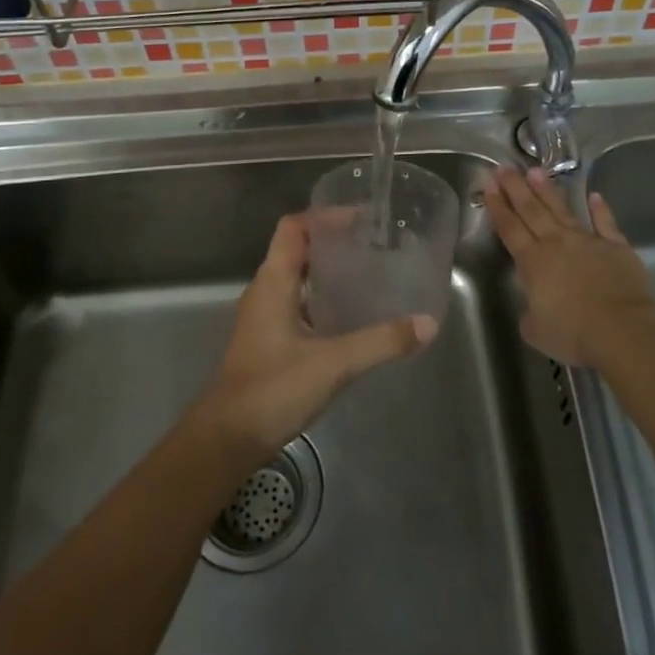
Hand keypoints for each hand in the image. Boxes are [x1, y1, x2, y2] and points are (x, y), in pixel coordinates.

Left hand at [190, 214, 437, 465]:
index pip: (294, 227)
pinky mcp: (269, 340)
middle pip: (297, 249)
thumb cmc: (273, 389)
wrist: (227, 439)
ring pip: (298, 278)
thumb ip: (381, 342)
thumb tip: (427, 324)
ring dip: (328, 271)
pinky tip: (351, 315)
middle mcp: (266, 291)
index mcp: (274, 282)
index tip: (362, 218)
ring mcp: (264, 317)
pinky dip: (323, 299)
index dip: (325, 216)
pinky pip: (298, 303)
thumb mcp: (334, 363)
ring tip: (369, 273)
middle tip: (374, 244)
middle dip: (333, 242)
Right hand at [484, 167, 654, 367]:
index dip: (498, 208)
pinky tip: (594, 196)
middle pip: (532, 210)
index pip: (510, 229)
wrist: (622, 330)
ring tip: (535, 170)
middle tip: (504, 168)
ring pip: (563, 210)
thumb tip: (534, 307)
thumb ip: (530, 313)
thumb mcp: (535, 330)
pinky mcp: (616, 246)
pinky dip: (600, 209)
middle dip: (516, 188)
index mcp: (533, 262)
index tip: (489, 186)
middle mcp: (557, 243)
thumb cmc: (572, 333)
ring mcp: (588, 241)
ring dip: (547, 191)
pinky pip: (606, 223)